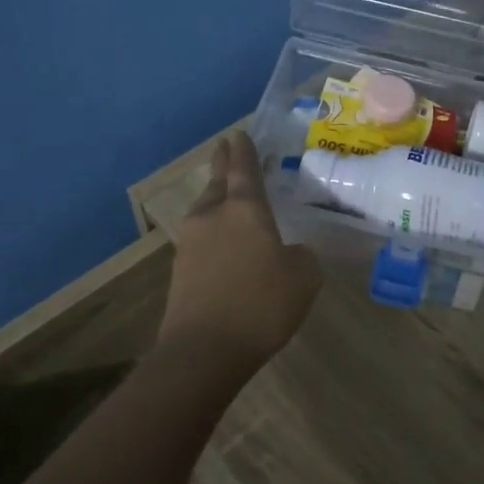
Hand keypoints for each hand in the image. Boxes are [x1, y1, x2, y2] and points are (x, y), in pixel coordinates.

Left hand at [160, 131, 321, 364]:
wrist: (204, 350)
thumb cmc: (261, 304)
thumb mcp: (303, 278)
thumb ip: (301, 256)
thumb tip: (289, 252)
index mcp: (245, 208)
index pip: (243, 168)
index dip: (243, 149)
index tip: (239, 133)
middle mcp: (213, 216)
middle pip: (217, 182)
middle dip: (223, 165)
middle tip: (227, 149)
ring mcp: (191, 242)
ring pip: (206, 209)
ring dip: (216, 199)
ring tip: (229, 197)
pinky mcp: (180, 269)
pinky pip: (201, 237)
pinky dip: (213, 231)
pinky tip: (226, 243)